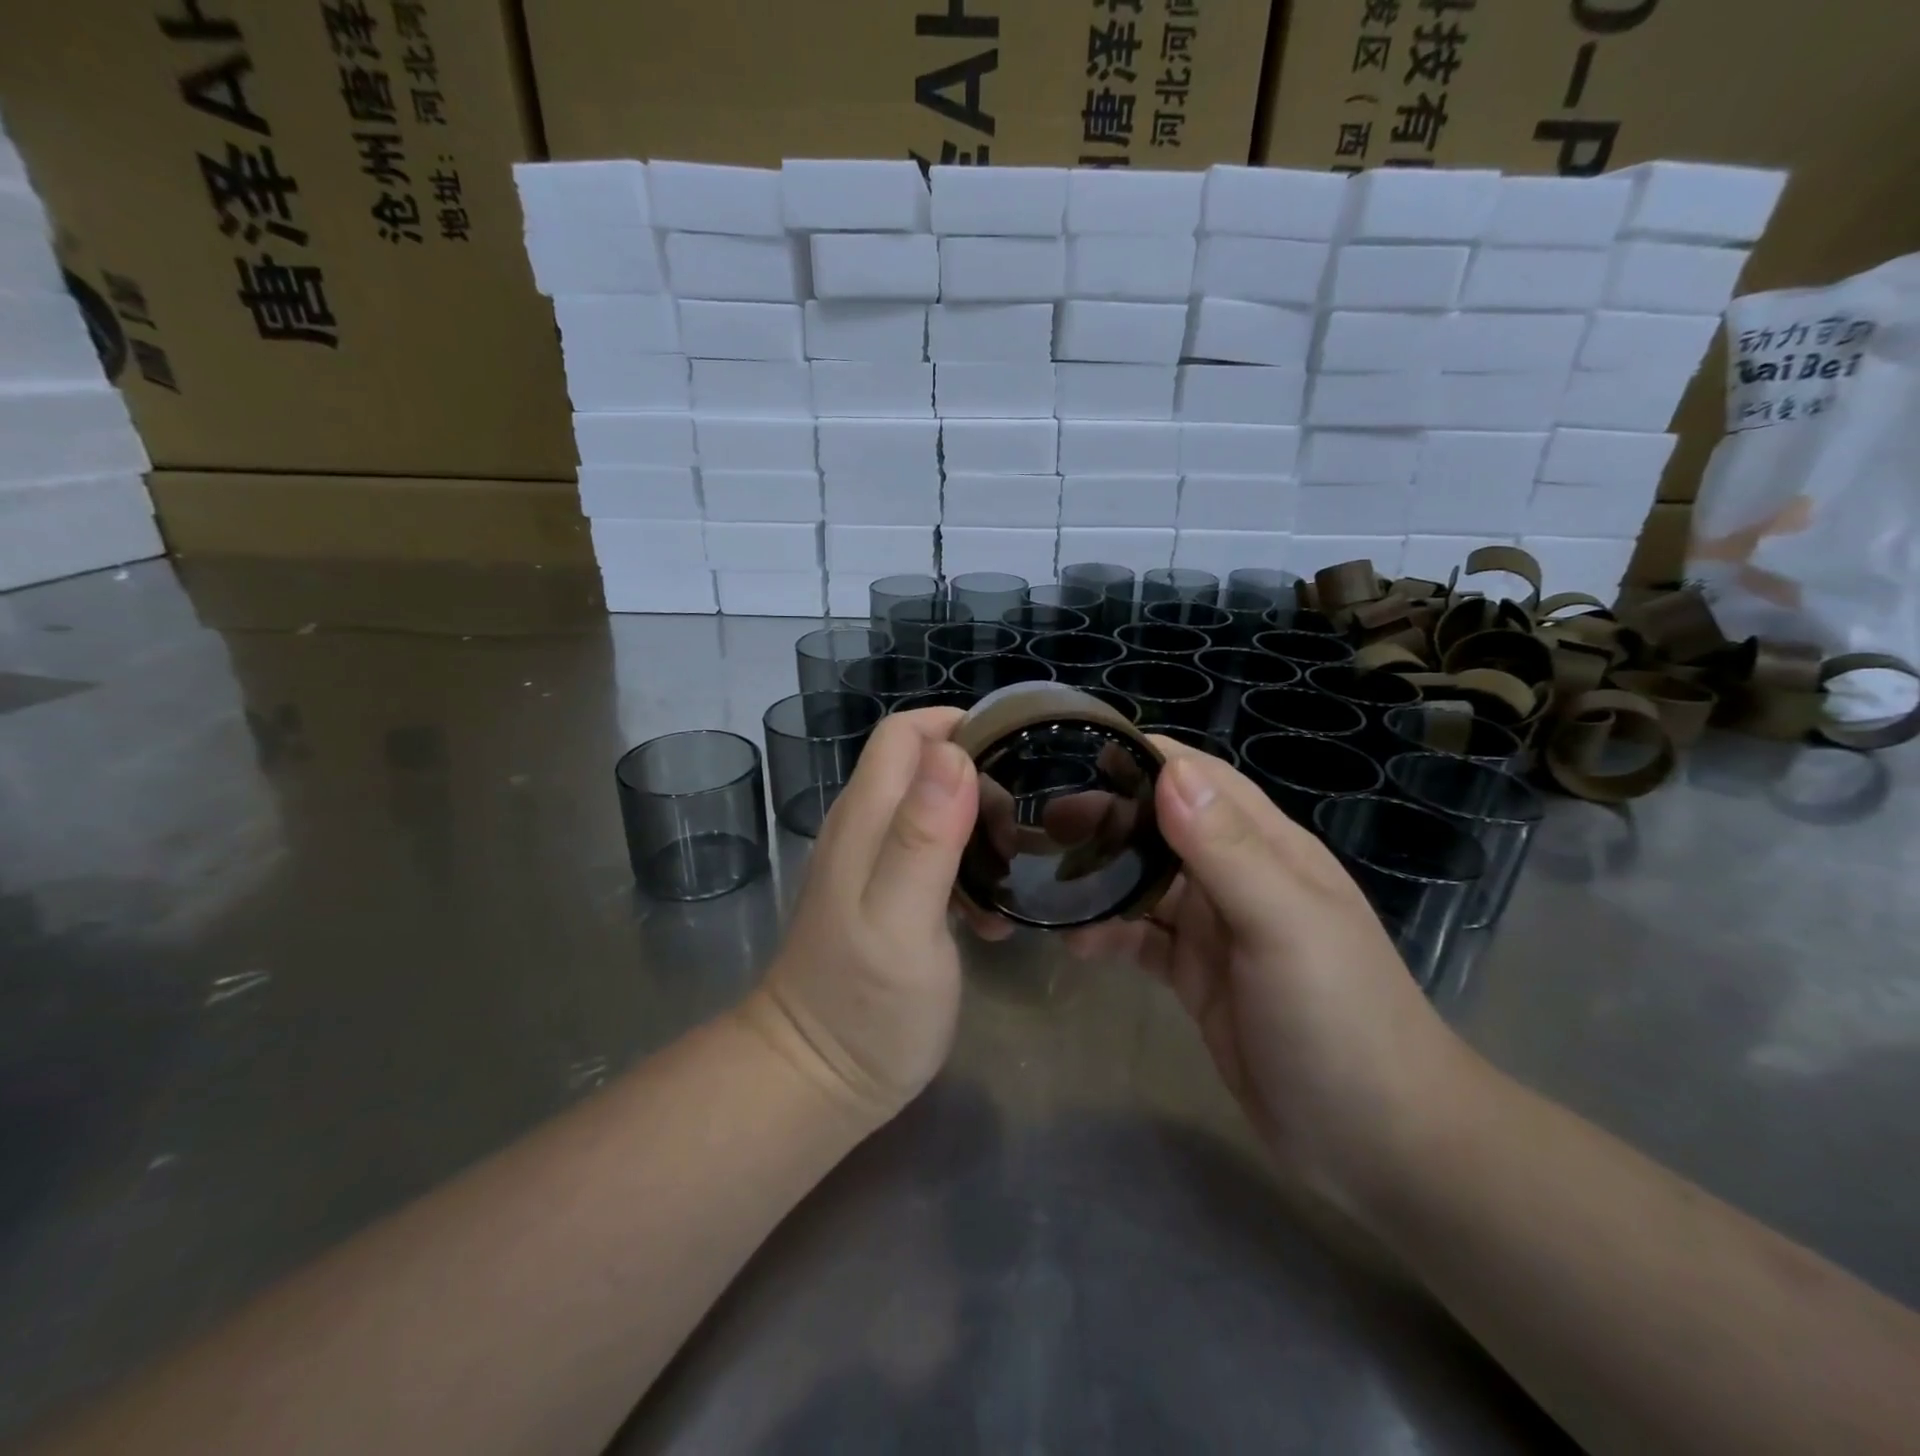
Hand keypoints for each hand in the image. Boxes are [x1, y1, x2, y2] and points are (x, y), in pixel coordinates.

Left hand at [744, 709, 978, 1127]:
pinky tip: (988, 916)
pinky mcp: (886, 897)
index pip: (904, 733)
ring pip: (934, 809)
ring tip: (1009, 875)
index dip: (958, 729)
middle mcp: (864, 828)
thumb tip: (952, 752)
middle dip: (979, 783)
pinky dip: (967, 868)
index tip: (1013, 760)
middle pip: (925, 766)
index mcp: (866, 819)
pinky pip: (934, 855)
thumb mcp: (902, 921)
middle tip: (1014, 837)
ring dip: (978, 828)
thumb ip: (924, 836)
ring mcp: (872, 864)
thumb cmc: (865, 1006)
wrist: (815, 1081)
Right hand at [1067, 740, 1471, 1212]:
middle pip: (1162, 827)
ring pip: (1145, 883)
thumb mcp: (1285, 925)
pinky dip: (1108, 934)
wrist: (1379, 1143)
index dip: (1145, 759)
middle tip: (1045, 821)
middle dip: (1108, 817)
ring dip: (1101, 876)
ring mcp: (1216, 930)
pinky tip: (1074, 943)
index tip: (1078, 753)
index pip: (1199, 779)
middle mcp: (1237, 877)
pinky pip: (1142, 940)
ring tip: (1043, 876)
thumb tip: (1169, 770)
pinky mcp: (1197, 977)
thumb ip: (1226, 849)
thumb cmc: (1340, 1019)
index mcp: (1266, 847)